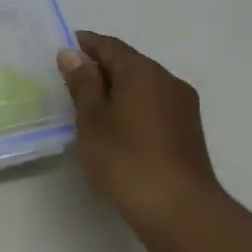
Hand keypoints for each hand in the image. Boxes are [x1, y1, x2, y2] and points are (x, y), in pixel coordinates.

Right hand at [56, 30, 220, 233]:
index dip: (85, 44)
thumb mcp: (92, 120)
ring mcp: (183, 104)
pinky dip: (133, 103)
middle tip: (72, 79)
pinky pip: (154, 103)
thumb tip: (72, 53)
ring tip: (92, 104)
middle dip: (101, 65)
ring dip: (118, 86)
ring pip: (144, 84)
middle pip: (130, 62)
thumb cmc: (125, 159)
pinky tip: (118, 123)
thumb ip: (82, 83)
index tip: (64, 48)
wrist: (178, 207)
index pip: (110, 46)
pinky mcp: (188, 128)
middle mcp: (167, 79)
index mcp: (142, 71)